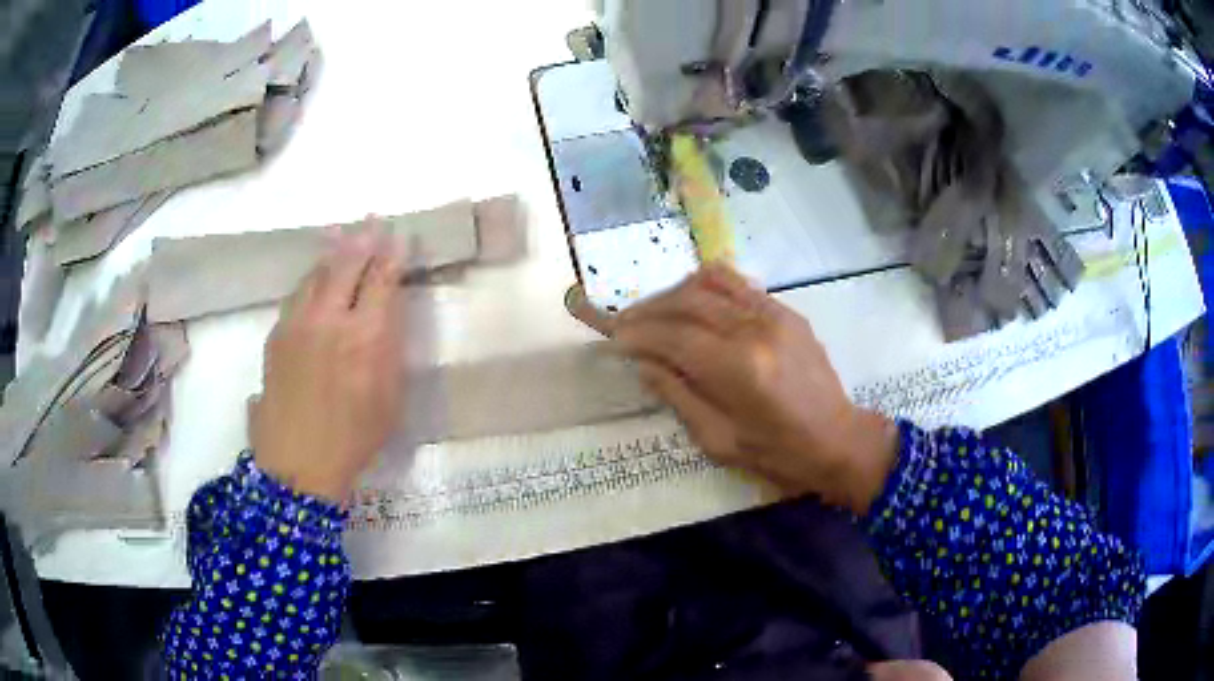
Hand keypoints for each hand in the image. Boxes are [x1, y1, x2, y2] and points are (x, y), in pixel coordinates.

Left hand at [251, 227, 407, 502]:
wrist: (297, 465)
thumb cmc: (355, 439)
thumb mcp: (390, 398)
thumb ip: (389, 348)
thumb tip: (385, 313)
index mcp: (365, 336)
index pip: (382, 278)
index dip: (393, 254)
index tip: (401, 236)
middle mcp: (329, 318)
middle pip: (346, 263)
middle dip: (364, 238)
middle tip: (373, 221)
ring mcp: (297, 323)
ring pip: (316, 273)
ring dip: (333, 254)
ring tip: (341, 238)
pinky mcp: (276, 335)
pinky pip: (296, 294)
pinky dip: (311, 280)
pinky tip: (315, 280)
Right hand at [566, 266, 898, 514]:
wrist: (838, 440)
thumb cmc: (777, 453)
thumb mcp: (718, 440)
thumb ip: (678, 395)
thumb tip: (644, 363)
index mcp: (739, 369)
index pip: (673, 335)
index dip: (638, 334)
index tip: (614, 339)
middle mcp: (756, 329)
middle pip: (687, 300)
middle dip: (648, 309)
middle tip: (625, 324)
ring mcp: (775, 314)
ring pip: (711, 281)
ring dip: (675, 292)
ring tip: (656, 313)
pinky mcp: (787, 311)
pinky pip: (738, 284)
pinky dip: (706, 289)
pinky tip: (694, 307)